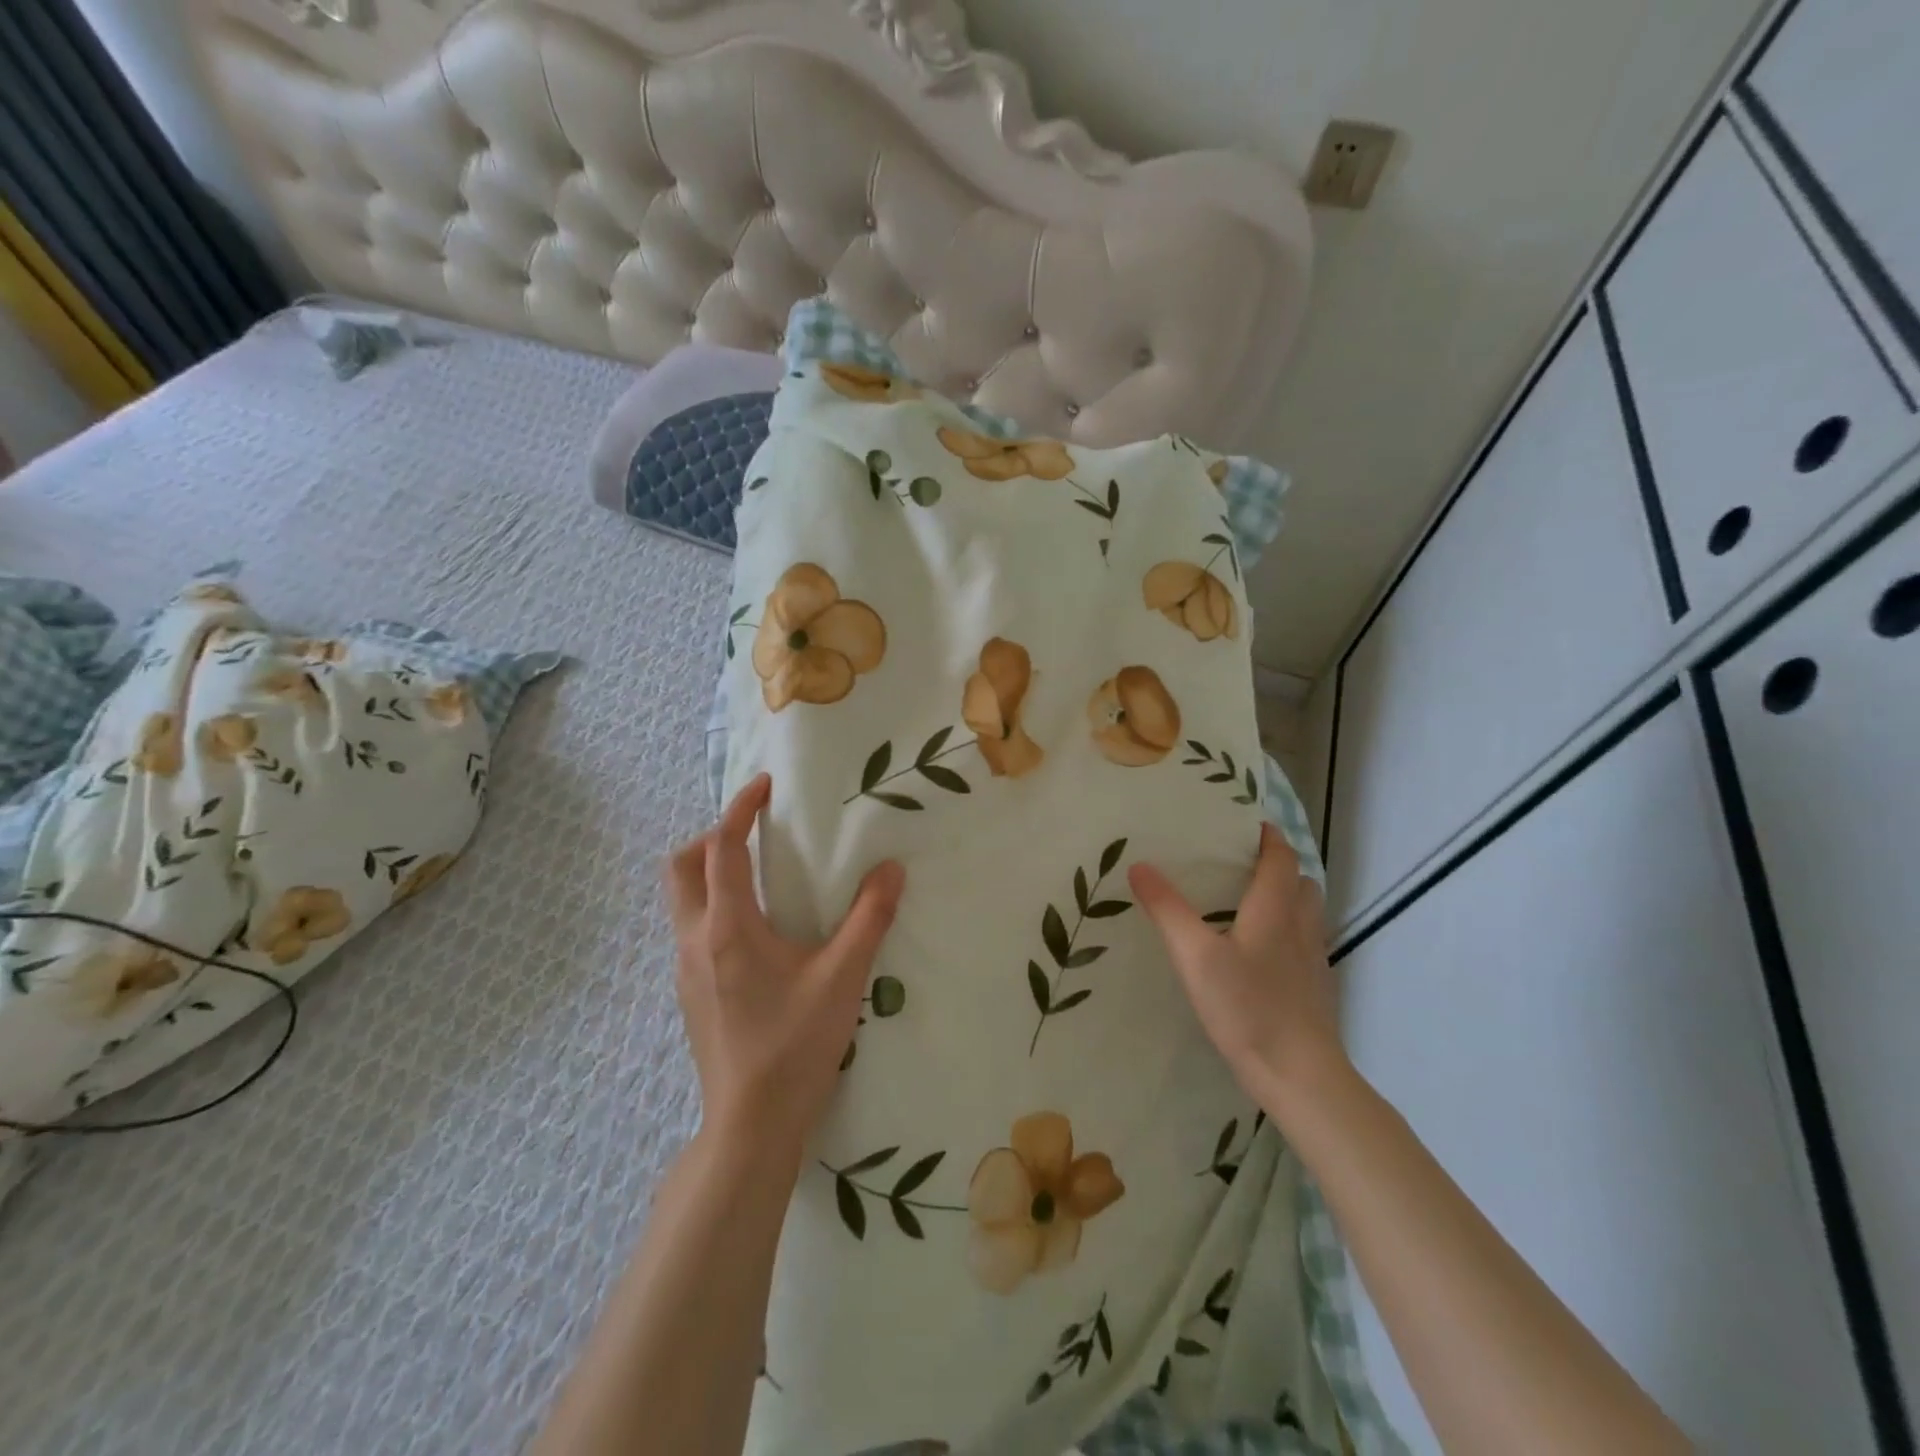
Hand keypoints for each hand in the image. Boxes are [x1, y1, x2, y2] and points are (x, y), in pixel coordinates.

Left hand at [667, 773, 905, 1168]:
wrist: (751, 1124)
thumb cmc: (795, 1044)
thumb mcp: (843, 977)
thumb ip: (869, 918)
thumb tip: (891, 869)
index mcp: (728, 926)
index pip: (721, 847)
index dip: (739, 809)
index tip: (764, 787)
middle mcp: (695, 939)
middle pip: (681, 867)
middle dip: (710, 837)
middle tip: (752, 833)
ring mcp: (685, 970)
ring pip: (680, 901)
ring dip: (708, 874)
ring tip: (757, 876)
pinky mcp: (690, 994)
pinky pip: (690, 931)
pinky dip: (712, 908)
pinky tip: (754, 933)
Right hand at [1129, 824, 1348, 1112]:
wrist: (1300, 1075)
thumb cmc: (1247, 1008)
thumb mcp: (1195, 957)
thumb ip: (1168, 910)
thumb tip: (1140, 865)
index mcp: (1275, 910)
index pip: (1280, 858)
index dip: (1268, 836)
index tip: (1246, 823)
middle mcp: (1300, 927)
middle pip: (1301, 882)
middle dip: (1278, 865)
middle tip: (1242, 863)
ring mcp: (1313, 959)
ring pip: (1307, 913)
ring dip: (1287, 897)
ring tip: (1250, 902)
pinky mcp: (1315, 988)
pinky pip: (1305, 942)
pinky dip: (1289, 930)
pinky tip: (1260, 953)